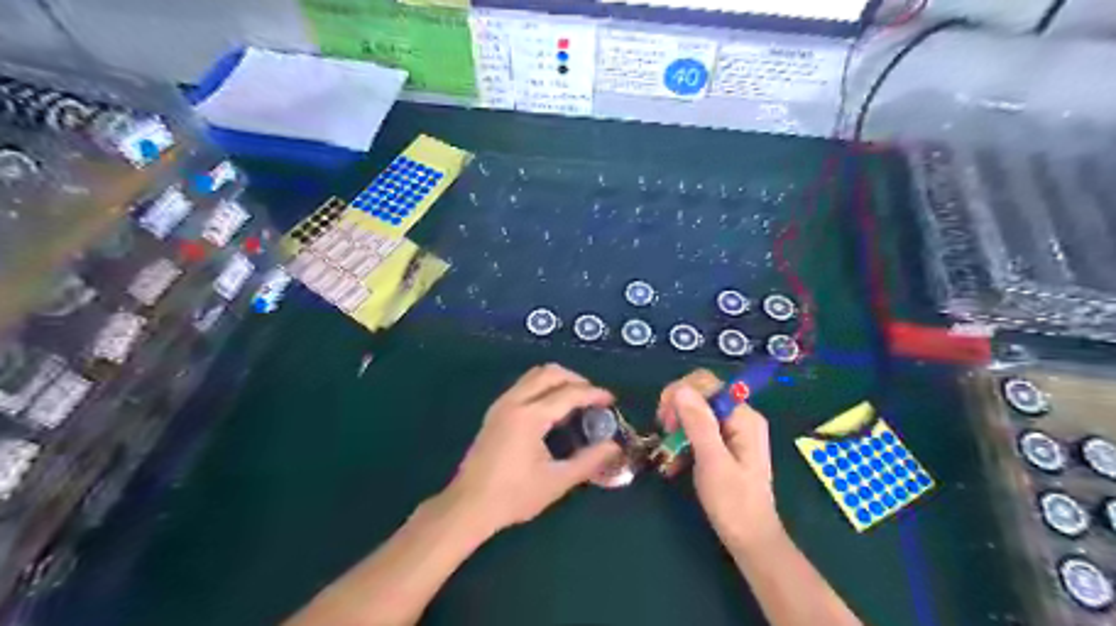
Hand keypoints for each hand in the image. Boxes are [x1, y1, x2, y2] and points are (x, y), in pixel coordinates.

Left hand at [443, 364, 618, 536]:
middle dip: (575, 379)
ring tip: (576, 401)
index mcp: (530, 416)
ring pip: (534, 375)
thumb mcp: (557, 481)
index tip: (611, 400)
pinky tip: (552, 410)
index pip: (569, 393)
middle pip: (549, 372)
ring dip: (558, 380)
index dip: (594, 394)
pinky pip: (524, 386)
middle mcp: (514, 401)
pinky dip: (543, 387)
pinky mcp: (495, 412)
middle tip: (593, 397)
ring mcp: (501, 404)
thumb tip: (614, 447)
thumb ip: (589, 461)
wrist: (468, 506)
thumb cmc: (514, 496)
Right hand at [656, 372, 777, 553]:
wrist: (751, 541)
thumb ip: (699, 424)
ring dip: (678, 428)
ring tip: (667, 452)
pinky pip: (699, 431)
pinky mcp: (725, 445)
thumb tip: (681, 390)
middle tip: (663, 432)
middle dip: (677, 409)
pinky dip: (683, 442)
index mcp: (743, 417)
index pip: (707, 383)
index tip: (665, 419)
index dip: (681, 393)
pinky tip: (675, 462)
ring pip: (696, 413)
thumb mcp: (713, 462)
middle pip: (700, 394)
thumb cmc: (733, 504)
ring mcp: (733, 431)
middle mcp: (740, 417)